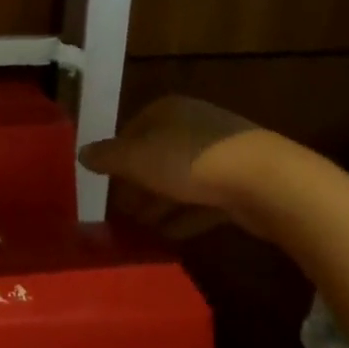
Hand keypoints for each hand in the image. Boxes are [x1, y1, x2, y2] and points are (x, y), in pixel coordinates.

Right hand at [78, 96, 263, 236]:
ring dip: (160, 203)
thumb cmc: (189, 160)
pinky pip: (203, 200)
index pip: (132, 130)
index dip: (116, 157)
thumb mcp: (136, 159)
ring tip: (140, 228)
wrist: (266, 182)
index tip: (106, 184)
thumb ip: (106, 157)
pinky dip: (185, 215)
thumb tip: (82, 154)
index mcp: (168, 111)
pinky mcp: (241, 183)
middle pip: (155, 156)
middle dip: (137, 184)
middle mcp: (193, 126)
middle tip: (121, 211)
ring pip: (179, 179)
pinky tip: (170, 236)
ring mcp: (221, 154)